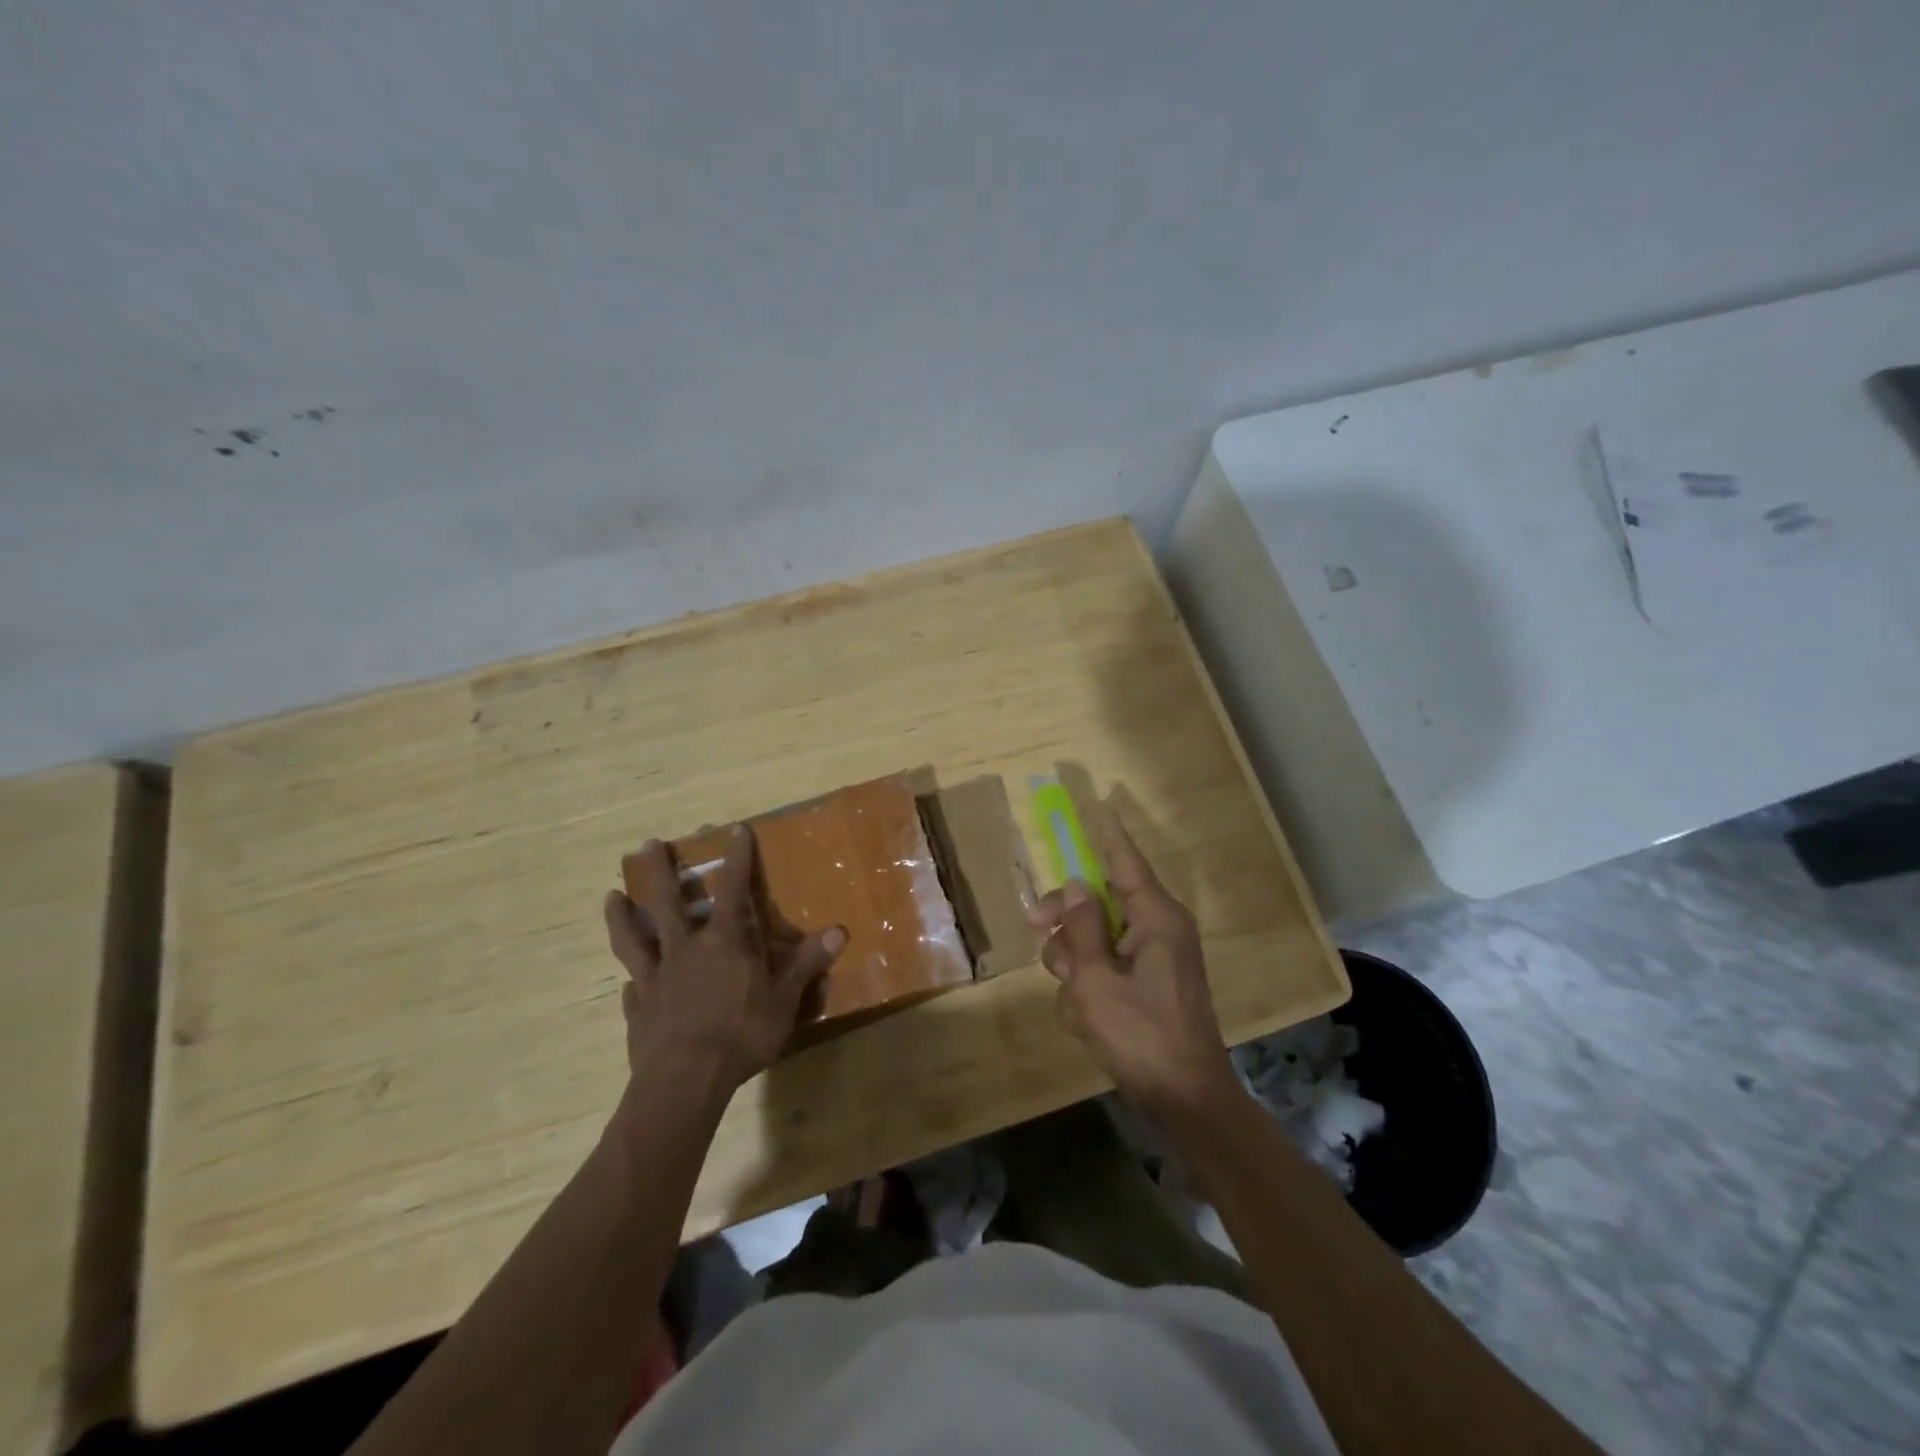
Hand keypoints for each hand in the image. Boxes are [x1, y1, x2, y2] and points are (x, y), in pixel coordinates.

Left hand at [605, 828, 845, 1095]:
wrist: (684, 1081)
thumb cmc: (741, 1033)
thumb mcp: (784, 999)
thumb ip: (807, 963)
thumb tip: (839, 931)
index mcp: (724, 941)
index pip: (733, 889)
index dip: (736, 858)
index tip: (735, 830)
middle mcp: (685, 949)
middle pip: (667, 902)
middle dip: (659, 871)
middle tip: (646, 844)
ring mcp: (655, 978)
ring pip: (633, 937)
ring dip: (622, 915)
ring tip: (611, 896)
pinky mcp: (638, 1009)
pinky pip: (631, 987)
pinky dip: (630, 979)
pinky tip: (626, 981)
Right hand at [1031, 810, 1238, 1119]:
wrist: (1184, 1100)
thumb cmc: (1140, 1034)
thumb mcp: (1097, 979)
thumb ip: (1082, 927)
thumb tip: (1076, 886)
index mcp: (1156, 918)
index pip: (1125, 861)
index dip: (1108, 834)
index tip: (1101, 803)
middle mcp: (1158, 930)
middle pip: (1099, 901)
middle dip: (1066, 920)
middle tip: (1035, 929)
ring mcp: (1154, 960)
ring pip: (1095, 939)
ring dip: (1075, 965)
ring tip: (1078, 1002)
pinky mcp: (1147, 986)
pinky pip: (1105, 969)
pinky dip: (1089, 989)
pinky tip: (1088, 1019)